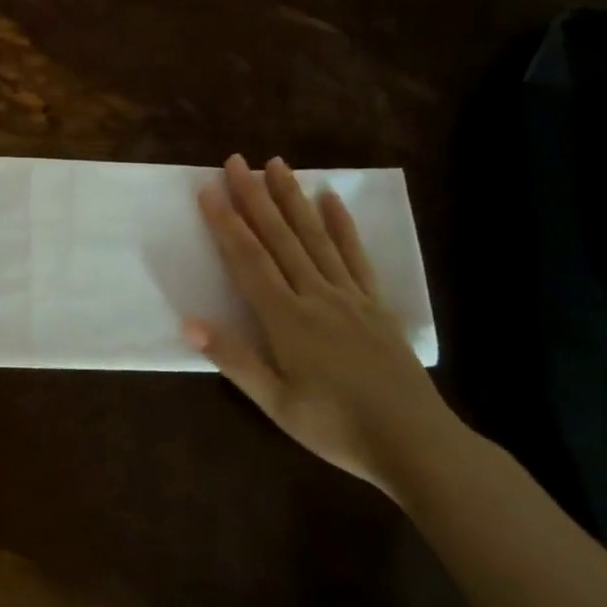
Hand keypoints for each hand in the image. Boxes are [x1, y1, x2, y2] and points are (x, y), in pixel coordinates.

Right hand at [186, 154, 454, 495]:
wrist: (417, 445)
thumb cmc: (337, 427)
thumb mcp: (277, 404)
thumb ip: (235, 360)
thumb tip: (188, 324)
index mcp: (286, 318)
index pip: (248, 260)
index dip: (226, 223)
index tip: (209, 189)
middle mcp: (315, 295)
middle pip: (280, 238)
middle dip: (255, 197)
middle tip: (237, 160)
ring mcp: (349, 296)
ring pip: (315, 237)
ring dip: (293, 199)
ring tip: (277, 165)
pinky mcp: (375, 304)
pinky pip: (355, 256)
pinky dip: (342, 225)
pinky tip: (331, 200)